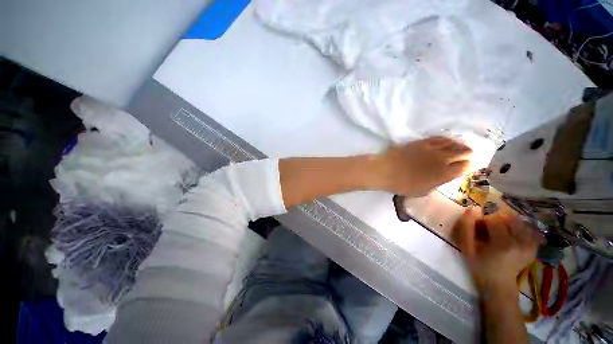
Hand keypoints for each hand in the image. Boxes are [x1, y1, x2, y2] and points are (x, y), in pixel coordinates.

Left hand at [379, 136, 472, 196]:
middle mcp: (441, 160)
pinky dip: (445, 139)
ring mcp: (431, 149)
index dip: (468, 166)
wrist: (385, 171)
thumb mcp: (421, 191)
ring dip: (459, 144)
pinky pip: (437, 138)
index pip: (464, 167)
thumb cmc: (401, 185)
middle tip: (470, 154)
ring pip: (452, 143)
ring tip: (462, 145)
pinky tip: (447, 140)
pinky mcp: (420, 142)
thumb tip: (442, 177)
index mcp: (443, 175)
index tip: (469, 166)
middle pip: (462, 152)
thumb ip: (435, 183)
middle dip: (468, 153)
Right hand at [452, 208, 540, 291]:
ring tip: (497, 234)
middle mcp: (522, 242)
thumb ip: (466, 227)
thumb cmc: (479, 265)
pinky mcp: (535, 245)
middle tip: (487, 232)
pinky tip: (508, 236)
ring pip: (516, 220)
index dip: (482, 221)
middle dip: (494, 221)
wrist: (498, 283)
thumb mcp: (466, 247)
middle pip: (506, 218)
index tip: (477, 230)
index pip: (493, 219)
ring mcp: (531, 244)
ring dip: (504, 223)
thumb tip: (473, 208)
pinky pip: (525, 226)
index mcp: (504, 244)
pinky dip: (515, 227)